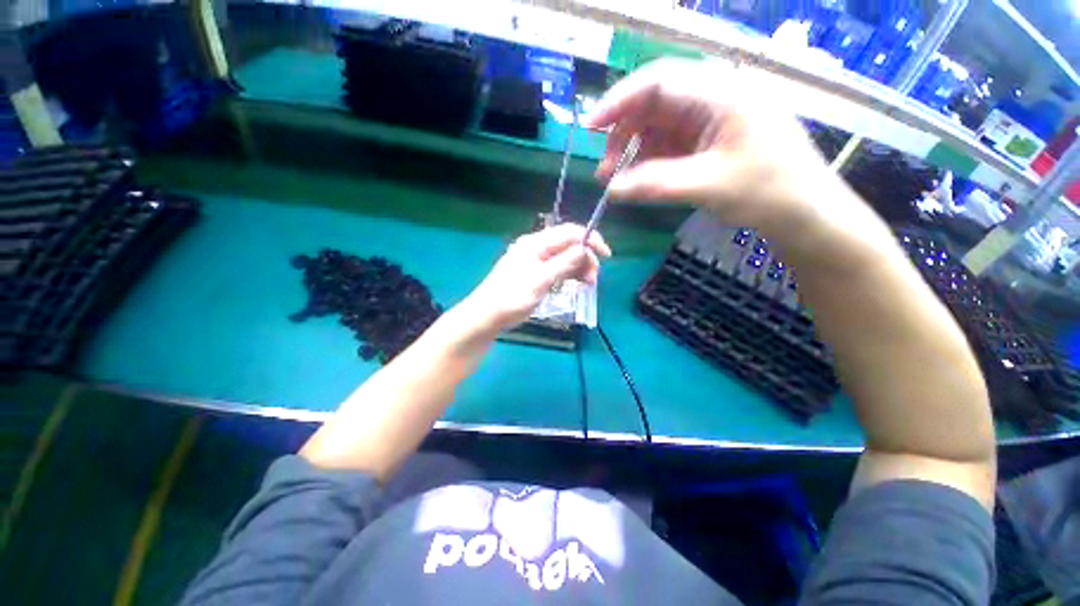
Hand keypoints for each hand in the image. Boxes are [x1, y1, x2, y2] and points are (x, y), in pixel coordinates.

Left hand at [463, 223, 611, 331]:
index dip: (590, 240)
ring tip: (588, 284)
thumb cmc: (511, 298)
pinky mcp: (536, 273)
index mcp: (535, 244)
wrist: (487, 316)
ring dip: (579, 268)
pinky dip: (569, 274)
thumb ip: (563, 264)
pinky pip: (558, 268)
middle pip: (569, 245)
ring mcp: (536, 260)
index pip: (569, 232)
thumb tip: (585, 248)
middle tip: (594, 279)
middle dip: (586, 258)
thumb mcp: (540, 281)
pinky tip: (578, 284)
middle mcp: (537, 248)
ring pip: (565, 258)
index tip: (606, 255)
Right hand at [585, 58, 883, 263]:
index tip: (590, 127)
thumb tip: (611, 190)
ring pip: (657, 126)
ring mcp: (710, 120)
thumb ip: (656, 185)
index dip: (619, 102)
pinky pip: (668, 144)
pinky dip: (648, 161)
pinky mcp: (707, 140)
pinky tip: (638, 180)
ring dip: (633, 151)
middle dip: (623, 134)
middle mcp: (714, 98)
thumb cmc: (768, 192)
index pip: (658, 82)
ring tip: (616, 181)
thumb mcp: (709, 187)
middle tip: (605, 169)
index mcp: (722, 93)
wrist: (804, 212)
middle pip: (654, 103)